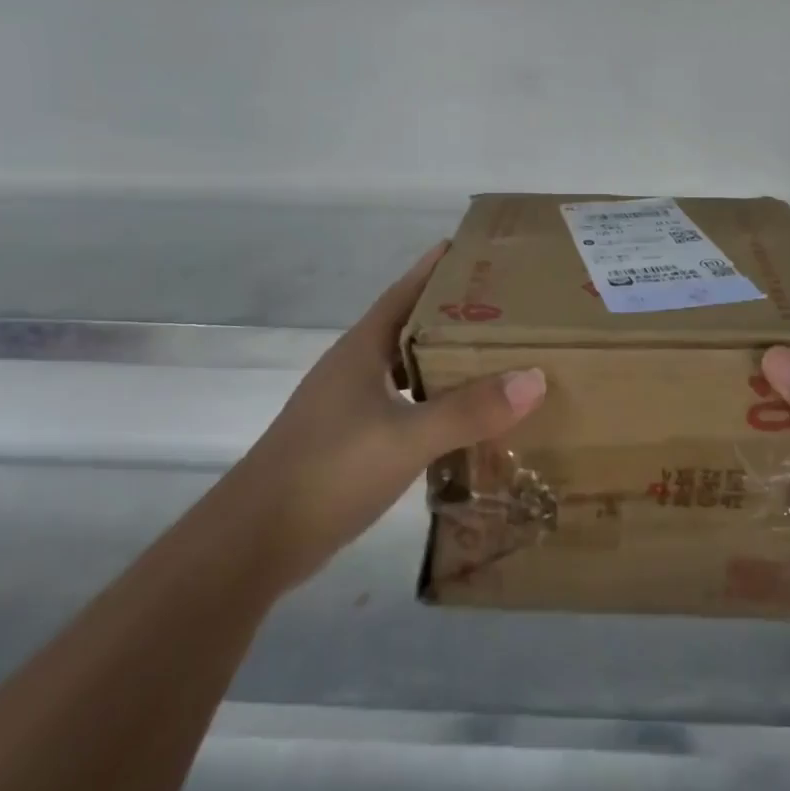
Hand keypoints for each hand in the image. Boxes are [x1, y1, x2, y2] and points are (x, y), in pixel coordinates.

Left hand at [238, 243, 545, 586]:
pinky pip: (403, 407)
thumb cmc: (328, 471)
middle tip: (507, 307)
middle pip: (410, 327)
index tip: (474, 249)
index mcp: (361, 350)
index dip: (435, 268)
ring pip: (406, 370)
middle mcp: (354, 370)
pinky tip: (461, 420)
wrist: (255, 542)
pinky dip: (433, 404)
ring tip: (495, 359)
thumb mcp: (405, 438)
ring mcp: (348, 407)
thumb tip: (534, 377)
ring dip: (444, 362)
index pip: (404, 292)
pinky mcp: (349, 442)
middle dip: (453, 314)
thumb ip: (468, 409)